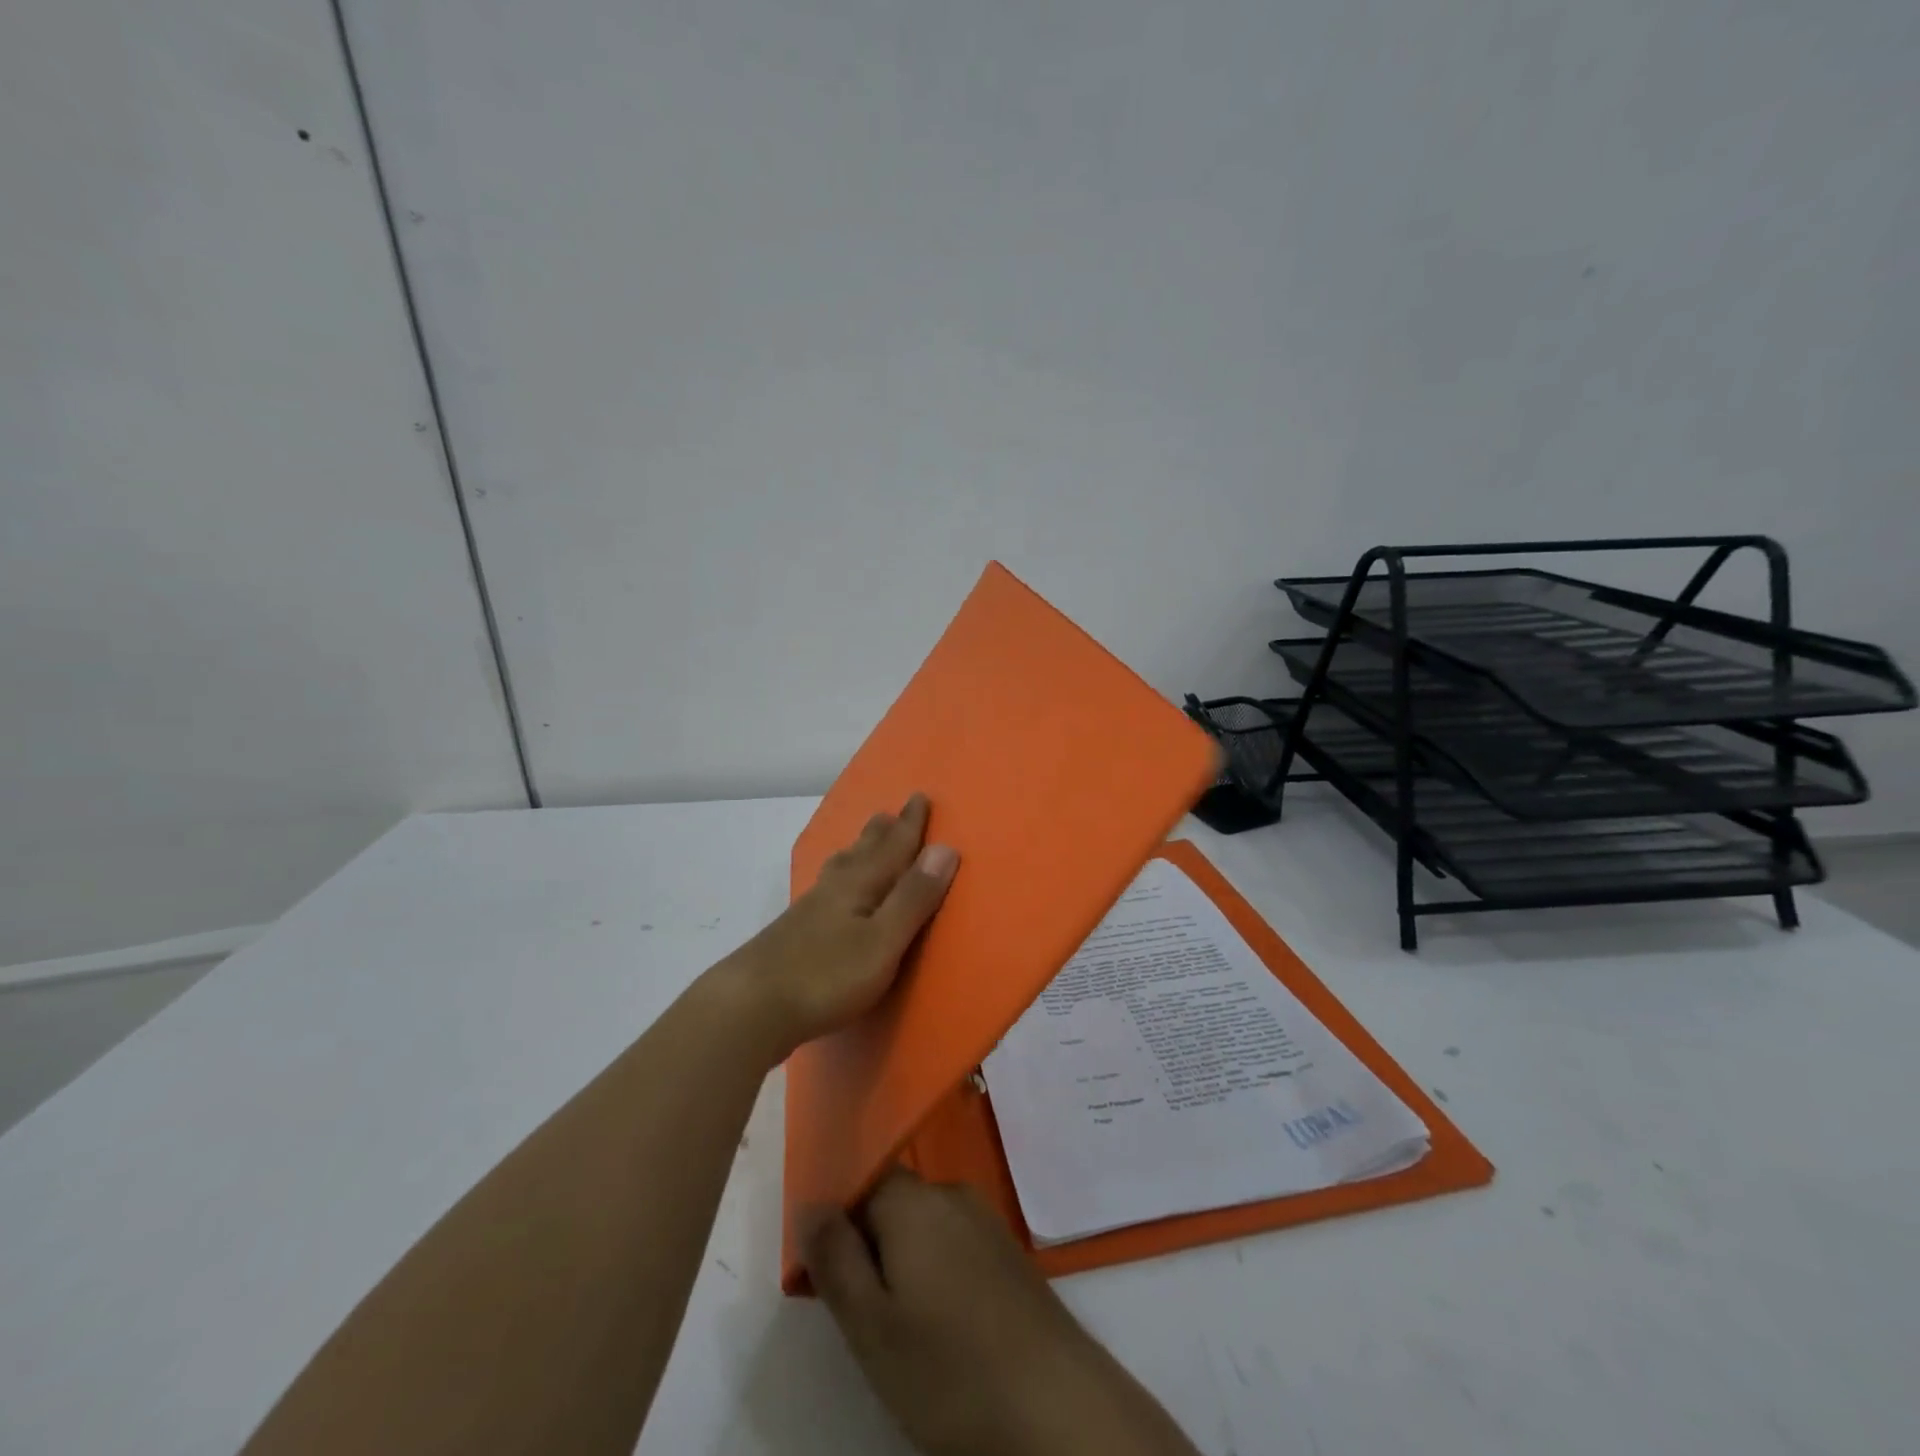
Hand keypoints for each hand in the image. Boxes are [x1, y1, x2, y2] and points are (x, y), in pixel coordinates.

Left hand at [719, 793, 957, 1060]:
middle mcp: (834, 888)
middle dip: (881, 833)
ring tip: (862, 843)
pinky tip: (829, 892)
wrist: (750, 1005)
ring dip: (857, 851)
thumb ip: (913, 898)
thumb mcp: (883, 941)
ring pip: (840, 868)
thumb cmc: (826, 975)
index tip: (919, 797)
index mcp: (860, 885)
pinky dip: (837, 876)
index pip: (892, 847)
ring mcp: (809, 910)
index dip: (909, 825)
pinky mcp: (792, 933)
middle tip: (889, 813)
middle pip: (862, 851)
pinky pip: (826, 888)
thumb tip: (945, 848)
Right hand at [804, 1169, 1200, 1455]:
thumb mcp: (871, 1326)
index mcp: (913, 1200)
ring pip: (923, 1226)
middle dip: (868, 1244)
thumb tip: (810, 1205)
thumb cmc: (950, 1369)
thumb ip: (834, 1258)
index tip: (825, 1271)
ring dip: (902, 1262)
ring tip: (901, 1327)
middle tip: (861, 1313)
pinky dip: (936, 1272)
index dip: (836, 1219)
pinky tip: (942, 1326)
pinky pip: (954, 1243)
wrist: (1057, 1405)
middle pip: (892, 1201)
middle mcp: (951, 1193)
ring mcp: (985, 1220)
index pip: (861, 1179)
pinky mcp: (1008, 1252)